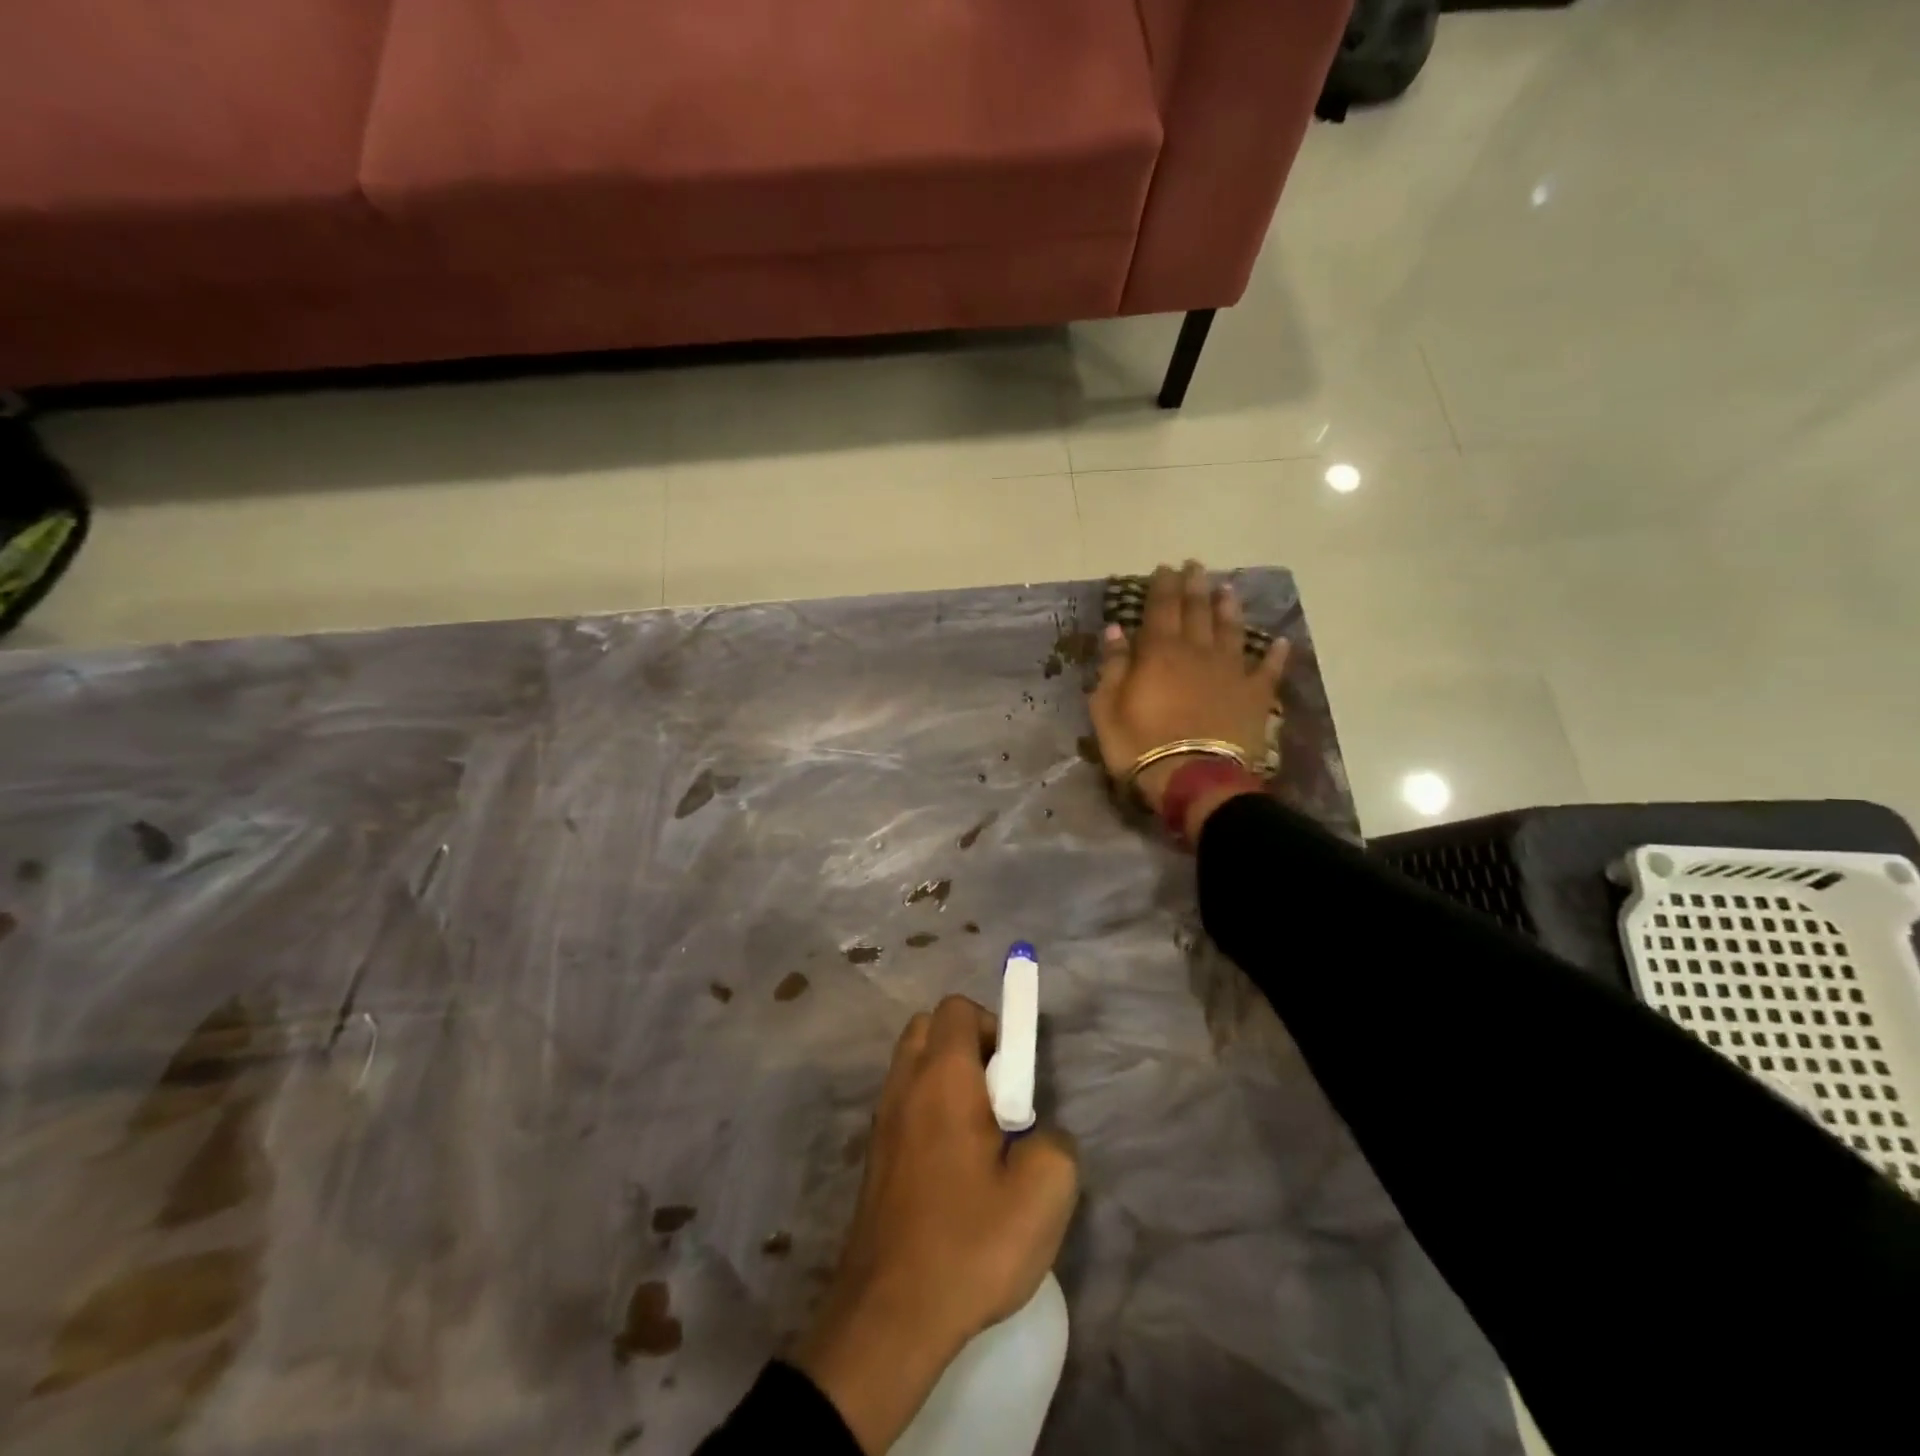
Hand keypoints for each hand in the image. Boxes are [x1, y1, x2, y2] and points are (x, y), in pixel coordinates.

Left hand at [795, 996, 1078, 1453]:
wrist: (888, 1315)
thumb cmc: (968, 1243)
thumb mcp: (1044, 1194)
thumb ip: (1055, 1143)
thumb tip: (1039, 1135)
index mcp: (942, 1076)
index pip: (958, 1009)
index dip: (994, 1026)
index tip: (1017, 1076)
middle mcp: (905, 1084)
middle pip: (930, 1028)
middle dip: (968, 1045)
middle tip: (999, 1097)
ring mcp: (882, 1119)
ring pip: (913, 1065)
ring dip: (947, 1078)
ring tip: (980, 1135)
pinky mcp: (874, 1155)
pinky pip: (904, 1103)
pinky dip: (928, 1110)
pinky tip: (953, 1167)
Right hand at [1089, 561, 1287, 818]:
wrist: (1194, 779)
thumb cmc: (1140, 745)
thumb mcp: (1107, 708)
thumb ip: (1113, 666)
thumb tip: (1116, 630)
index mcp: (1159, 652)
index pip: (1161, 608)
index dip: (1162, 586)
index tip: (1164, 568)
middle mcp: (1198, 652)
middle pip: (1197, 611)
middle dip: (1194, 586)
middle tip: (1195, 566)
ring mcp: (1231, 672)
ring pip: (1231, 630)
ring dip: (1228, 608)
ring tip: (1227, 589)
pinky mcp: (1254, 695)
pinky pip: (1268, 669)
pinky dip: (1275, 654)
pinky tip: (1280, 642)